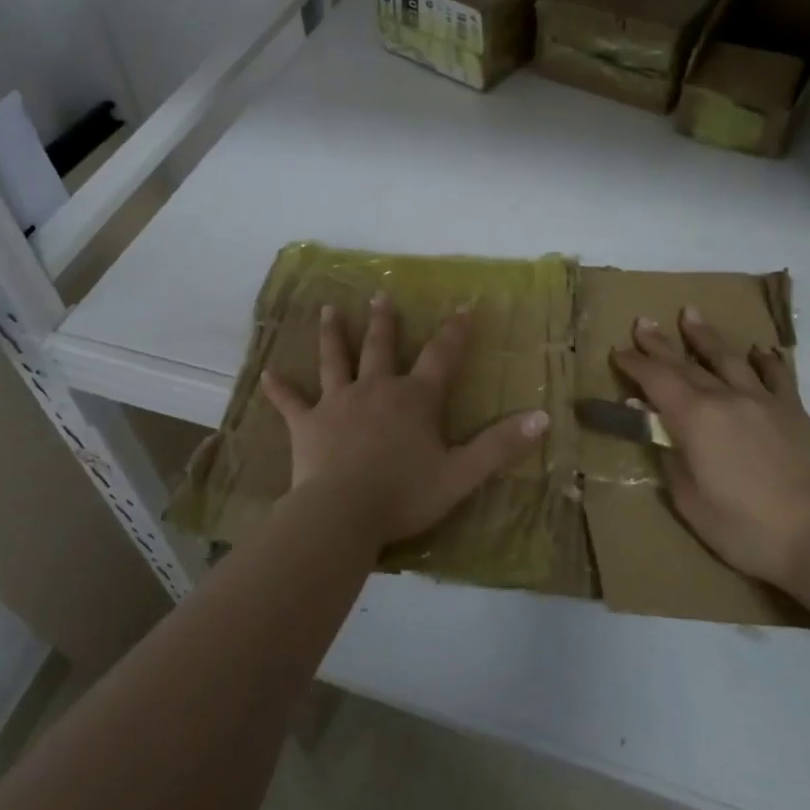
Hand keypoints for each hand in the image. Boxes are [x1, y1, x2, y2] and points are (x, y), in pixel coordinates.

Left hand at [261, 294, 549, 550]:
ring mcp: (338, 403)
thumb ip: (500, 445)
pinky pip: (291, 402)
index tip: (464, 306)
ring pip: (335, 360)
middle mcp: (376, 389)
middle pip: (382, 347)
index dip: (455, 331)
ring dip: (333, 335)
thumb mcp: (462, 474)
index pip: (442, 357)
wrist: (343, 513)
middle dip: (384, 321)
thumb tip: (543, 418)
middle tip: (380, 296)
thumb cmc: (405, 495)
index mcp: (414, 399)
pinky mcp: (307, 424)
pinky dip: (279, 389)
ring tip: (328, 310)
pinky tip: (265, 374)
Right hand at [611, 308, 809, 592]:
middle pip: (685, 362)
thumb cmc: (745, 528)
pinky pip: (776, 376)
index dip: (634, 363)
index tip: (618, 352)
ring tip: (690, 314)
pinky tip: (759, 350)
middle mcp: (726, 398)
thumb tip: (656, 427)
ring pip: (728, 358)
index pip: (655, 378)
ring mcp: (763, 401)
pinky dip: (765, 360)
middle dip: (659, 343)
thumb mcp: (689, 501)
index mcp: (694, 418)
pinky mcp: (794, 412)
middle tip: (642, 322)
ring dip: (705, 336)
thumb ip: (670, 457)